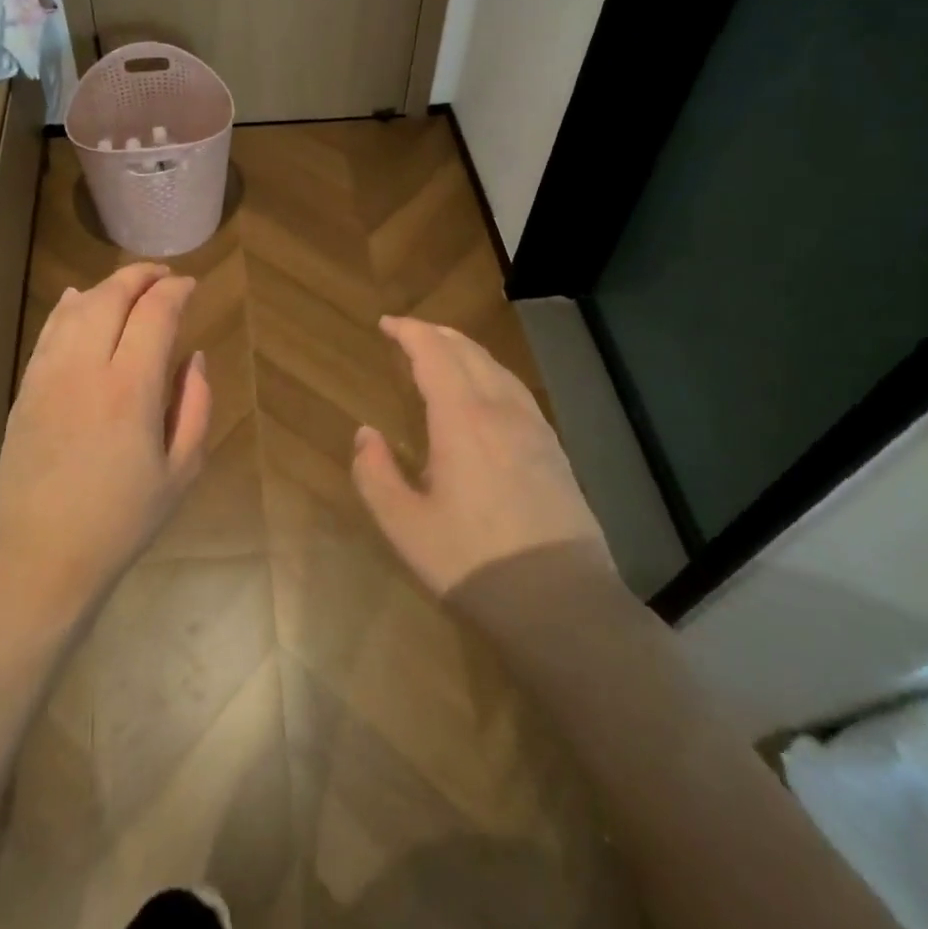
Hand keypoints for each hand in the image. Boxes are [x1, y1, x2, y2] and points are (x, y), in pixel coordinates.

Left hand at [0, 262, 211, 616]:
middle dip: (141, 276)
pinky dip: (67, 308)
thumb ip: (196, 406)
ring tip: (129, 285)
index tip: (191, 286)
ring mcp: (48, 376)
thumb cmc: (122, 521)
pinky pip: (48, 332)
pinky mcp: (25, 390)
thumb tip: (195, 358)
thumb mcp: (181, 471)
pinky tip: (77, 300)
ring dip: (106, 287)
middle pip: (111, 297)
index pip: (155, 314)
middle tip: (163, 275)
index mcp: (131, 389)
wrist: (42, 556)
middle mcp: (86, 369)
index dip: (175, 290)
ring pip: (76, 308)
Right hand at [351, 316, 611, 597]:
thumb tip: (365, 434)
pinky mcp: (555, 452)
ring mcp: (535, 430)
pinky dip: (490, 374)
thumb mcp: (404, 525)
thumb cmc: (472, 562)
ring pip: (498, 369)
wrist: (562, 604)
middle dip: (436, 334)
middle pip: (468, 352)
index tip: (386, 324)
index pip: (434, 354)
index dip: (409, 332)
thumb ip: (374, 474)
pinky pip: (517, 392)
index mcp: (463, 419)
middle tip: (408, 333)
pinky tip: (486, 394)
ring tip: (443, 352)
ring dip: (465, 351)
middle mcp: (502, 411)